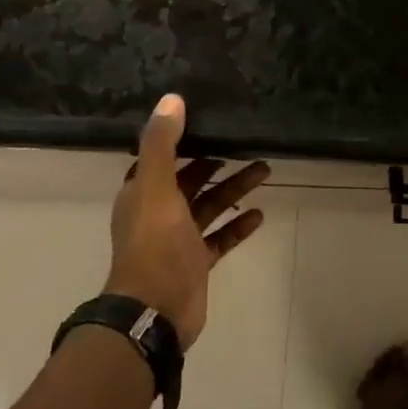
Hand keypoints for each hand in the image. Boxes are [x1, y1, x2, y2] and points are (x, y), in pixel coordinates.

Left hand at [105, 94, 269, 349]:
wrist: (156, 309)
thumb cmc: (154, 245)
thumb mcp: (157, 188)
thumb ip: (162, 144)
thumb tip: (172, 99)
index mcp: (142, 193)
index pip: (160, 158)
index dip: (181, 140)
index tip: (209, 121)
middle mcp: (158, 212)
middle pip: (190, 179)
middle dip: (216, 162)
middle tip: (246, 143)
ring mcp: (179, 239)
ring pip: (210, 205)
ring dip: (234, 188)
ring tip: (265, 170)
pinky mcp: (197, 261)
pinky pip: (221, 236)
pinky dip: (238, 224)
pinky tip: (260, 213)